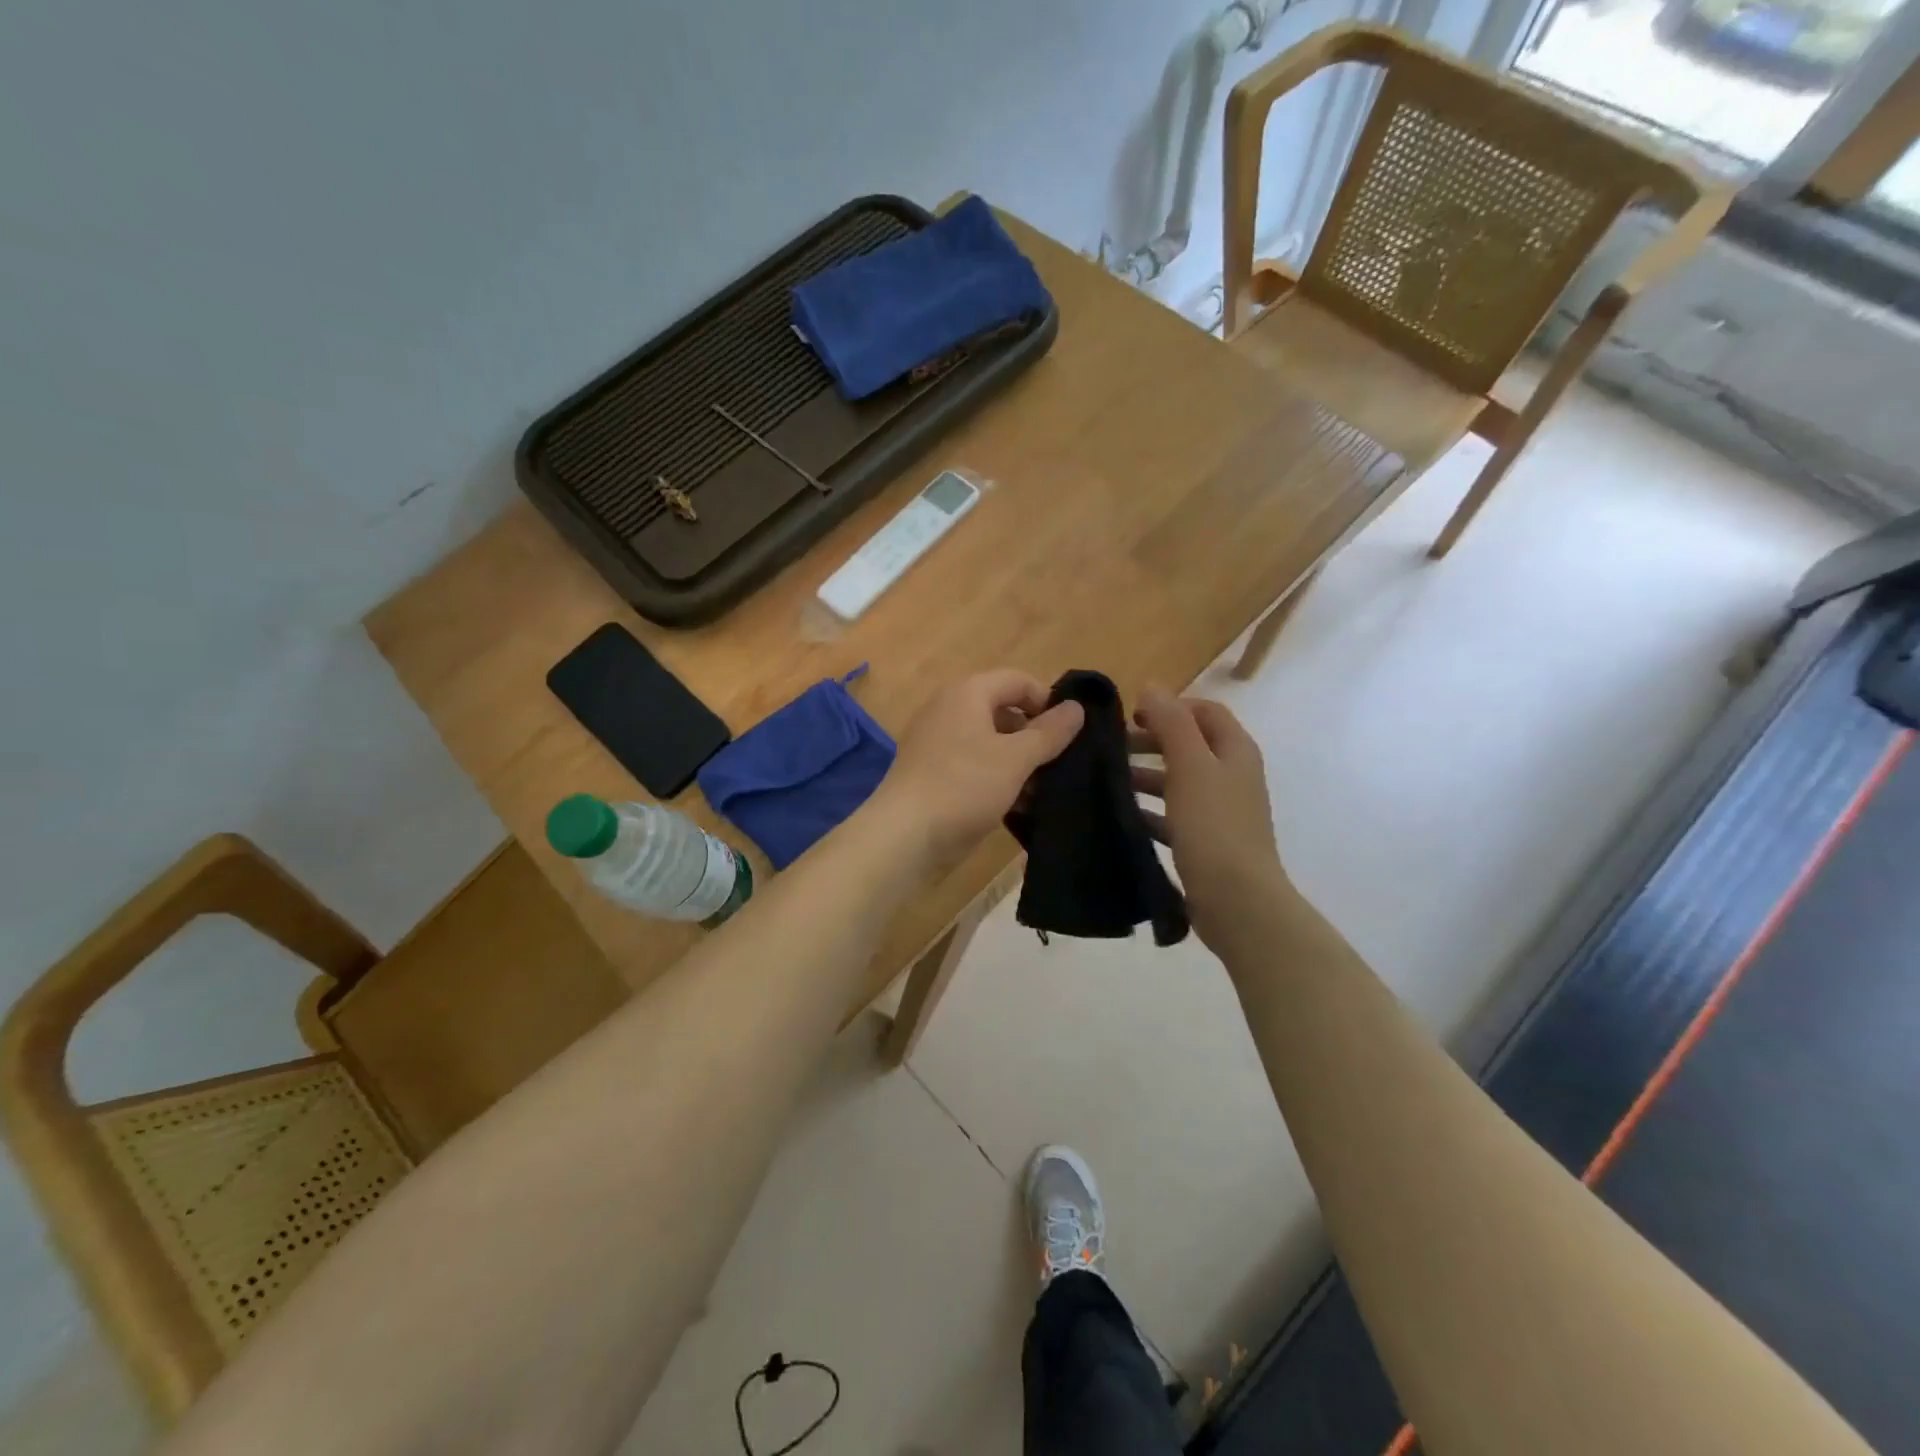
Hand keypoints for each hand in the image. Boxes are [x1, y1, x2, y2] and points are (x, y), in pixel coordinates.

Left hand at [873, 670, 1084, 871]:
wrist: (903, 838)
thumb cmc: (963, 786)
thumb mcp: (1016, 758)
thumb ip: (1050, 732)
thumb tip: (1077, 707)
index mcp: (967, 693)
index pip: (1018, 680)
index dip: (1048, 701)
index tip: (1071, 734)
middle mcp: (949, 710)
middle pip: (1004, 711)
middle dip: (1035, 737)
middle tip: (1060, 766)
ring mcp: (937, 744)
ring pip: (990, 743)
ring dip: (1019, 764)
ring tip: (1043, 792)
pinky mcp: (933, 775)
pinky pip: (973, 767)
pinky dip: (997, 780)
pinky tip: (1017, 807)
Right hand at [1130, 685, 1286, 950]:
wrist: (1238, 901)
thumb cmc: (1214, 826)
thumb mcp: (1190, 766)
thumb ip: (1171, 723)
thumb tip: (1152, 686)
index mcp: (1235, 751)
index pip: (1204, 711)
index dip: (1169, 707)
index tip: (1130, 717)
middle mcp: (1232, 775)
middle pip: (1189, 745)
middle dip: (1151, 743)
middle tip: (1111, 750)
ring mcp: (1222, 811)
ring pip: (1179, 781)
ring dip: (1146, 777)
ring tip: (1108, 783)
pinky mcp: (1208, 842)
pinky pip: (1175, 816)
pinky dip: (1151, 811)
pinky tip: (1123, 817)